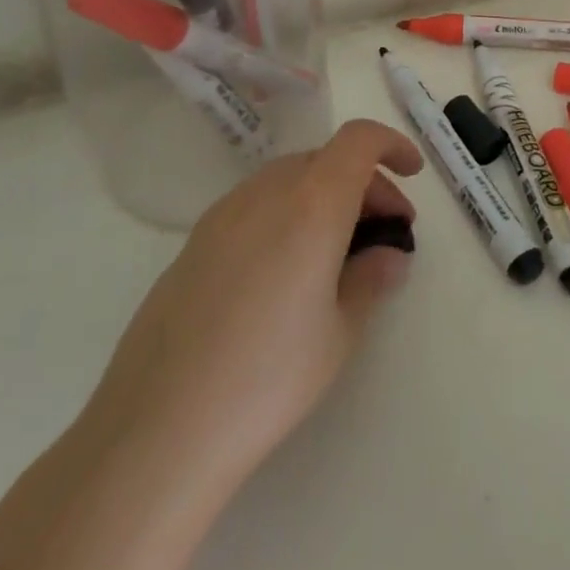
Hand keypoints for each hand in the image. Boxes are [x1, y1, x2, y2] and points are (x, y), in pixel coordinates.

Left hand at [81, 118, 422, 489]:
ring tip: (338, 252)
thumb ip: (371, 278)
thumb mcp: (340, 331)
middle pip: (325, 159)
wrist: (157, 428)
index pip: (358, 141)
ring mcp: (222, 216)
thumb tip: (387, 255)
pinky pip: (255, 205)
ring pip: (288, 179)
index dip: (391, 144)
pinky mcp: (193, 244)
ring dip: (324, 196)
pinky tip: (287, 271)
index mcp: (311, 205)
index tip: (412, 174)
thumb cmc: (268, 377)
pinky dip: (287, 214)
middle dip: (364, 182)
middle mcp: (265, 194)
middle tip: (384, 233)